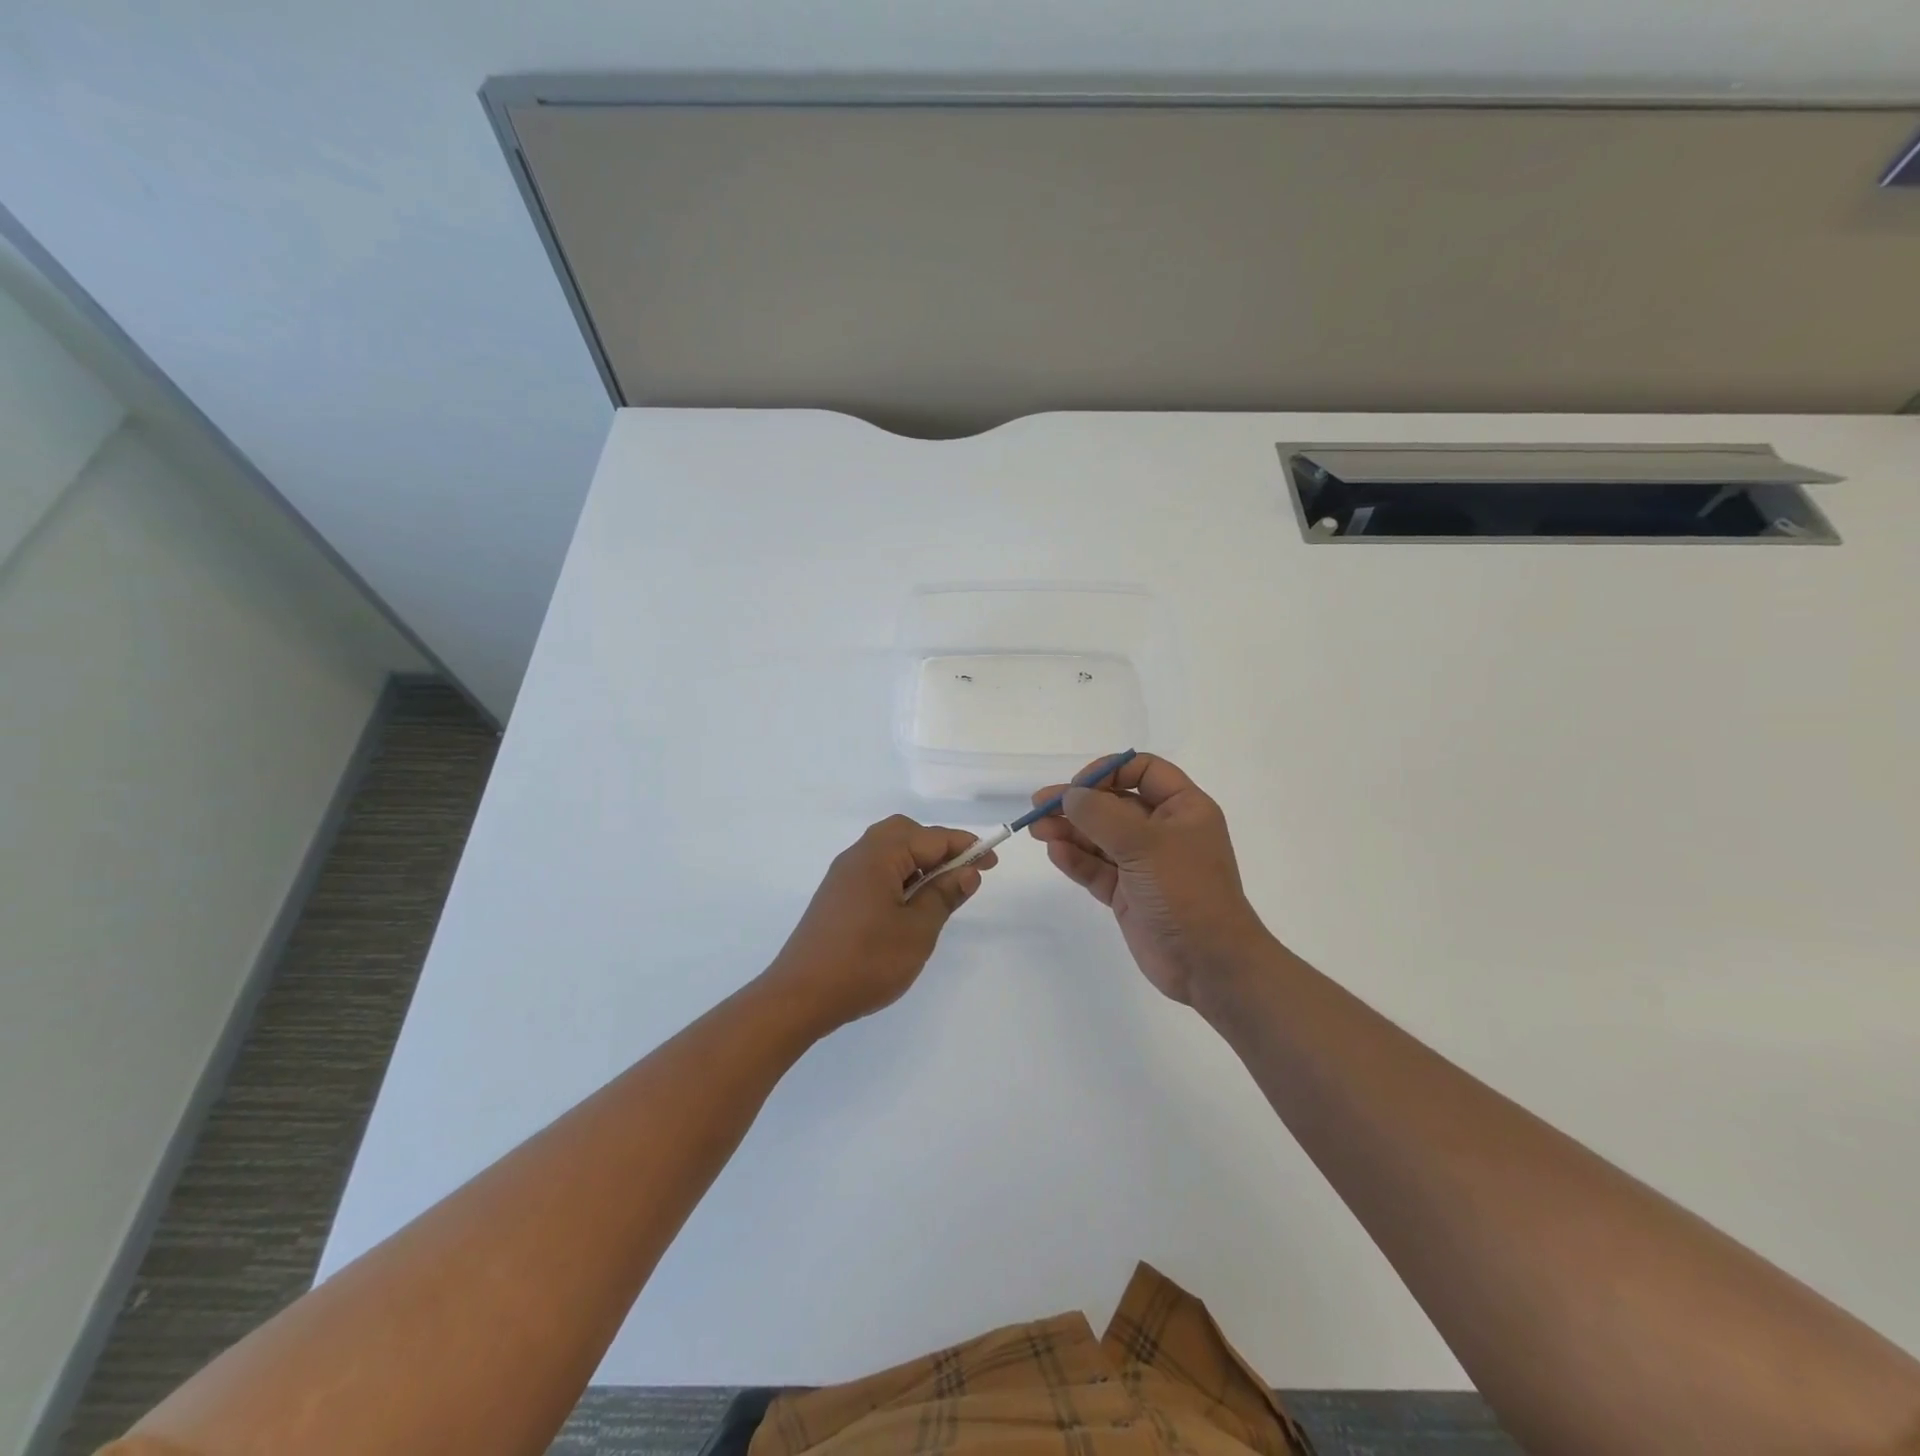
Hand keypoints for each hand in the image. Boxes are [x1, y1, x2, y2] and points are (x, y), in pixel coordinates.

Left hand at [766, 816, 995, 1032]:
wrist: (799, 997)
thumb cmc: (865, 961)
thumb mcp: (917, 930)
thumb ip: (943, 896)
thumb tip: (967, 872)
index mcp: (878, 856)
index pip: (931, 838)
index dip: (965, 847)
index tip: (992, 861)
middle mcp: (858, 856)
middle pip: (905, 833)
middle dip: (938, 847)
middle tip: (963, 874)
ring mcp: (843, 876)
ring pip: (888, 852)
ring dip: (918, 863)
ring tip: (940, 893)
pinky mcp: (837, 897)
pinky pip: (875, 871)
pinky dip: (899, 877)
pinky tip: (909, 907)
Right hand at [1028, 754, 1268, 1004]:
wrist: (1209, 964)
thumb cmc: (1185, 891)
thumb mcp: (1144, 844)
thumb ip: (1101, 815)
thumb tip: (1069, 796)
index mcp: (1183, 809)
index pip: (1144, 771)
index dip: (1110, 771)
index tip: (1080, 786)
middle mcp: (1164, 831)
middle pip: (1114, 804)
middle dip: (1078, 803)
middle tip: (1040, 805)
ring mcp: (1144, 864)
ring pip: (1100, 837)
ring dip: (1070, 830)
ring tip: (1037, 829)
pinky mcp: (1128, 893)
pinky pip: (1097, 868)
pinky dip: (1076, 859)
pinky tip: (1055, 852)